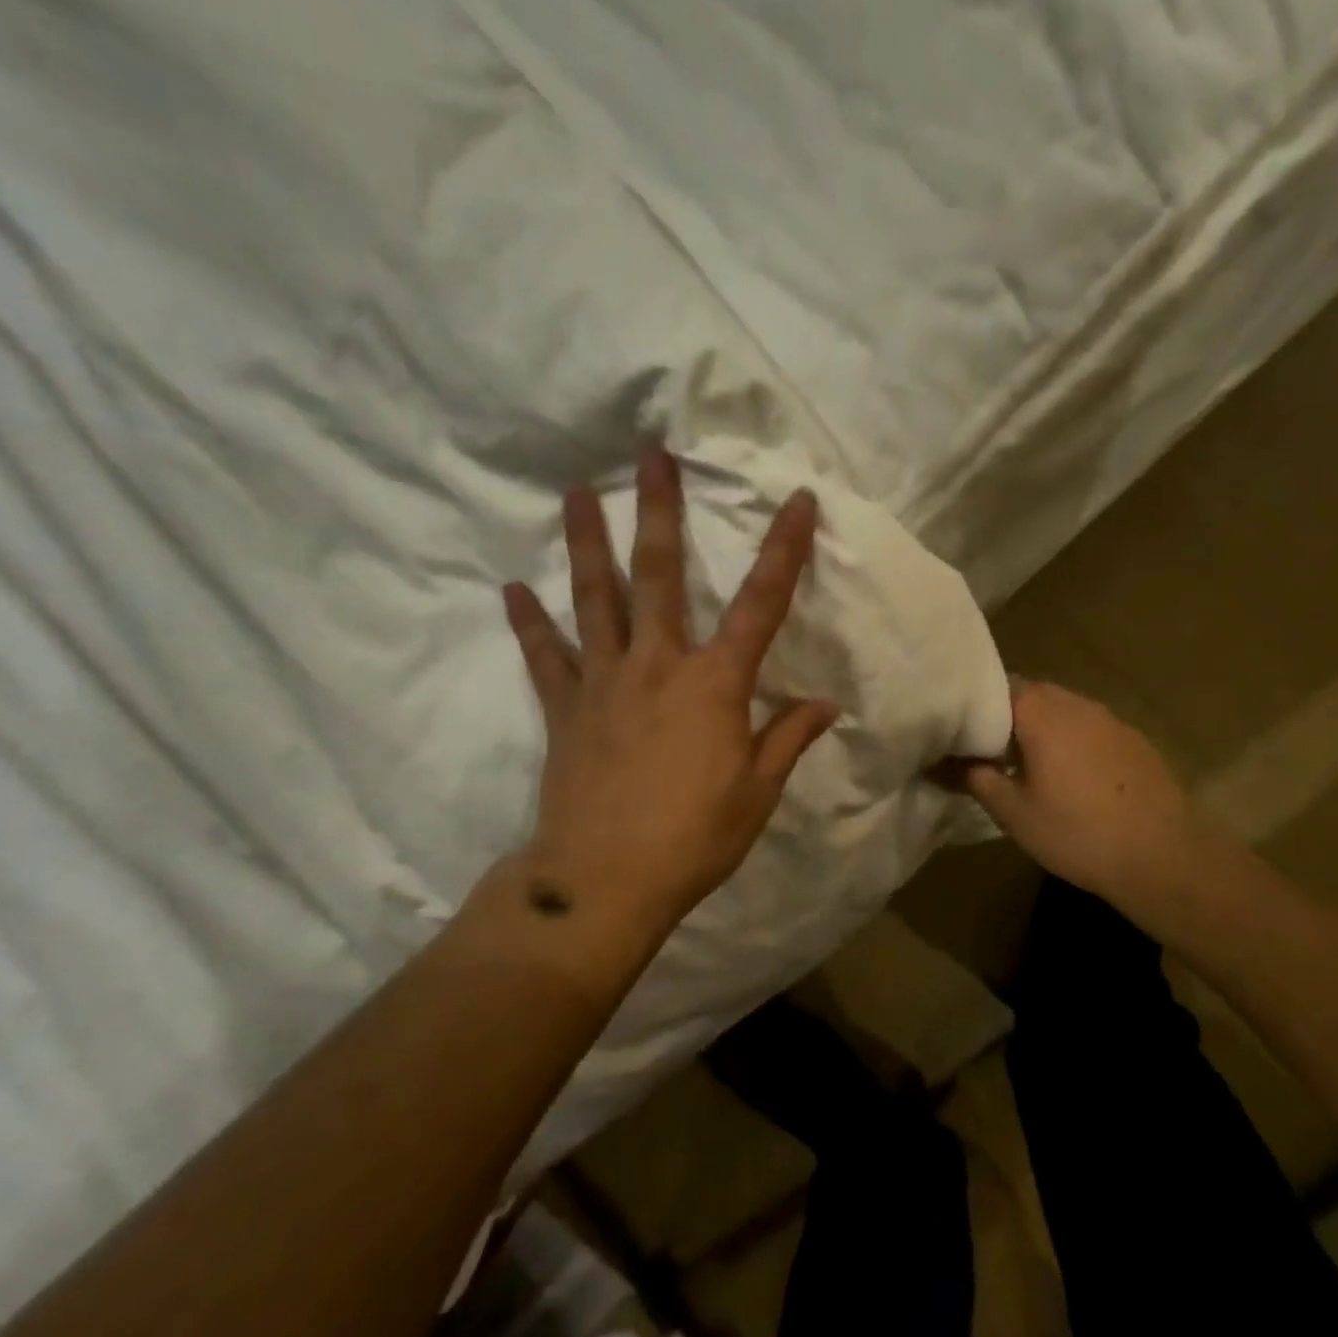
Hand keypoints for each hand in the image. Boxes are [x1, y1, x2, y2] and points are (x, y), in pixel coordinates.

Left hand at [501, 448, 837, 963]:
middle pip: (659, 575)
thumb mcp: (757, 793)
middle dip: (659, 511)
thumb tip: (827, 705)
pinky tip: (510, 589)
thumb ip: (788, 739)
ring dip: (586, 543)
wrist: (605, 882)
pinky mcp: (565, 708)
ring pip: (594, 598)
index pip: (761, 603)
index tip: (797, 499)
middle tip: (651, 455)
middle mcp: (658, 665)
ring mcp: (604, 681)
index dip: (784, 549)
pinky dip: (528, 623)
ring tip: (576, 493)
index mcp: (715, 684)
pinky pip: (544, 657)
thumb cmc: (693, 838)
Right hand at [951, 680, 1207, 905]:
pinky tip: (1074, 779)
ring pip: (1064, 711)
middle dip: (1010, 717)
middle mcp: (1076, 703)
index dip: (978, 706)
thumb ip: (976, 779)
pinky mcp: (1135, 740)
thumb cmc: (1077, 832)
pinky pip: (1091, 728)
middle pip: (1033, 694)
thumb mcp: (1013, 813)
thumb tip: (946, 762)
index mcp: (1041, 712)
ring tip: (1031, 765)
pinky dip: (1074, 742)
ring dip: (1044, 729)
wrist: (1165, 857)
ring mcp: (1111, 719)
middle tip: (992, 751)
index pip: (998, 686)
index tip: (964, 732)